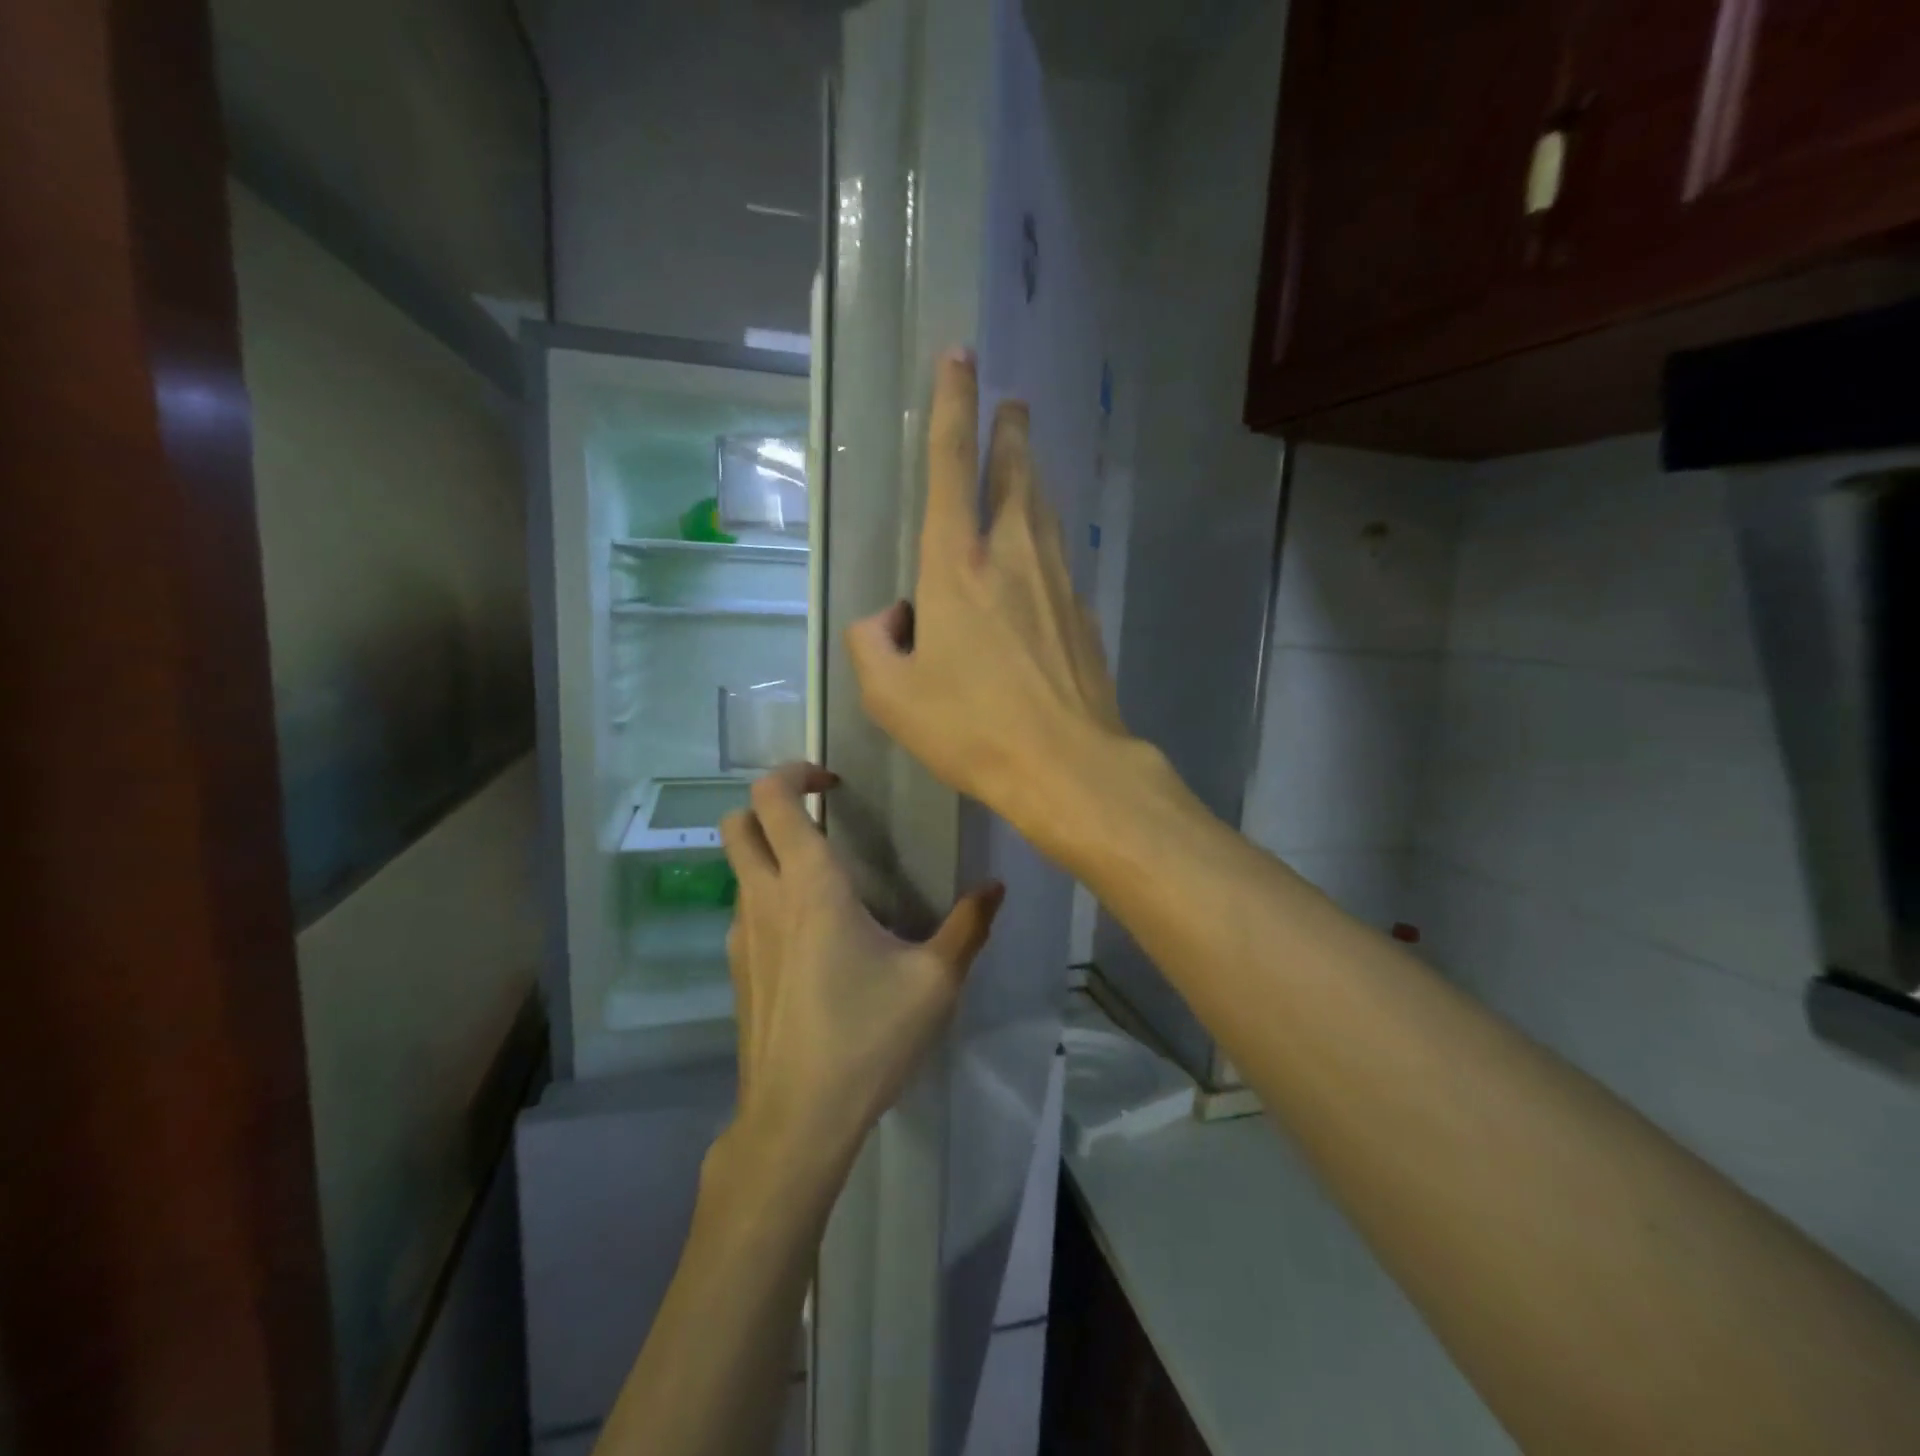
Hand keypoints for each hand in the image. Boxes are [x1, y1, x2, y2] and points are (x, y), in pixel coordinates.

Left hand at [716, 763, 1004, 1178]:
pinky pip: (745, 910)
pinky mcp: (736, 971)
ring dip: (771, 853)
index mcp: (810, 885)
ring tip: (827, 881)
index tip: (833, 782)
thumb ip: (969, 926)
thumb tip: (996, 886)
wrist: (797, 1121)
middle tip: (820, 817)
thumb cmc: (868, 1038)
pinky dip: (769, 897)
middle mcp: (764, 899)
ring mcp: (741, 936)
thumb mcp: (935, 981)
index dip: (795, 772)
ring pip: (738, 867)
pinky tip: (812, 940)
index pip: (773, 798)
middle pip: (737, 822)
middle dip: (772, 804)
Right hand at [846, 350, 1125, 842]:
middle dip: (1010, 430)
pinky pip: (1059, 559)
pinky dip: (1044, 540)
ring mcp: (1058, 582)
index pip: (951, 463)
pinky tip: (1040, 557)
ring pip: (1043, 511)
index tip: (961, 357)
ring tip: (1025, 460)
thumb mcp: (891, 695)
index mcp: (958, 564)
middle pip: (1014, 473)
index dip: (953, 404)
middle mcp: (1013, 556)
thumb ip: (873, 643)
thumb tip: (893, 619)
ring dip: (1032, 477)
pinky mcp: (1083, 614)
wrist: (1067, 765)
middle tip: (1012, 401)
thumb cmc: (971, 729)